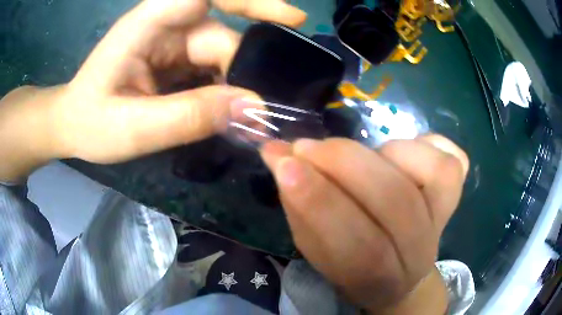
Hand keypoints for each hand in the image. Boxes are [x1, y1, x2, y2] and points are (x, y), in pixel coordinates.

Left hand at [0, 0, 305, 181]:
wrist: (73, 125)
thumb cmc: (91, 123)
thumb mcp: (135, 128)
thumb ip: (190, 116)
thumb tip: (253, 109)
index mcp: (149, 23)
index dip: (252, 2)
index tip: (292, 19)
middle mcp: (166, 24)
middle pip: (222, 34)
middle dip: (244, 69)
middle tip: (262, 111)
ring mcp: (171, 41)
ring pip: (221, 53)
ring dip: (236, 83)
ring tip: (246, 119)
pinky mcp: (174, 58)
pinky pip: (211, 66)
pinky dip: (225, 87)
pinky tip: (228, 111)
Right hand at [261, 135, 468, 313]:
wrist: (402, 275)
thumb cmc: (352, 264)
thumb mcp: (316, 248)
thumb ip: (298, 205)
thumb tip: (276, 155)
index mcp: (380, 278)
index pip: (358, 247)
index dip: (319, 201)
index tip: (284, 164)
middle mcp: (420, 251)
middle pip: (397, 202)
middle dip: (345, 165)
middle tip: (306, 146)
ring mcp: (445, 219)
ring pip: (433, 174)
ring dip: (382, 154)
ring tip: (351, 155)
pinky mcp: (456, 195)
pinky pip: (453, 159)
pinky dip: (425, 143)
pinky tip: (398, 151)